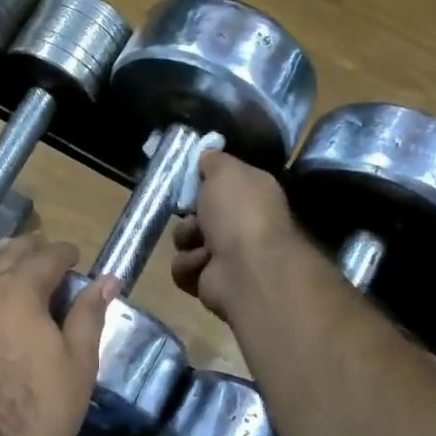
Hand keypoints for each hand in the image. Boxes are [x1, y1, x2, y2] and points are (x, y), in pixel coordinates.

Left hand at [0, 236, 116, 435]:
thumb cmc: (41, 408)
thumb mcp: (78, 361)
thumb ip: (89, 313)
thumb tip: (107, 280)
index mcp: (16, 290)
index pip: (45, 256)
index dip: (65, 254)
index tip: (77, 259)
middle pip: (6, 256)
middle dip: (32, 253)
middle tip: (52, 263)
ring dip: (5, 274)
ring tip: (25, 287)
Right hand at [170, 150, 301, 322]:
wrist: (246, 268)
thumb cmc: (239, 212)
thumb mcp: (226, 171)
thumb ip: (214, 160)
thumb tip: (207, 152)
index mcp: (252, 195)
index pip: (222, 185)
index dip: (202, 182)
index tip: (187, 180)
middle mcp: (242, 225)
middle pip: (199, 214)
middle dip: (190, 214)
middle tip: (193, 213)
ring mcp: (227, 257)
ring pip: (186, 242)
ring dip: (187, 240)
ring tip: (202, 244)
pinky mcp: (211, 282)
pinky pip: (184, 269)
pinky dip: (189, 266)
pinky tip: (203, 264)